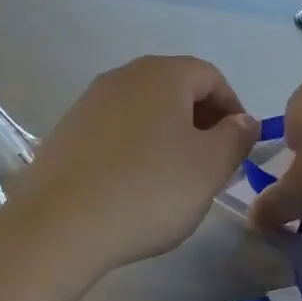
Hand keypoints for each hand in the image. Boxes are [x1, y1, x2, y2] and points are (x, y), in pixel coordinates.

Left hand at [11, 56, 258, 273]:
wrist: (60, 226)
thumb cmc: (149, 190)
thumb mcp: (210, 167)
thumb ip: (236, 137)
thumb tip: (242, 120)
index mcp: (162, 74)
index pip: (212, 77)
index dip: (234, 110)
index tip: (238, 149)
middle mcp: (123, 77)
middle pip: (175, 90)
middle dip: (200, 123)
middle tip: (210, 166)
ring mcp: (89, 102)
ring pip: (144, 112)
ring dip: (167, 137)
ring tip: (173, 180)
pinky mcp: (66, 132)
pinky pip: (114, 132)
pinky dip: (134, 150)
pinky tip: (133, 187)